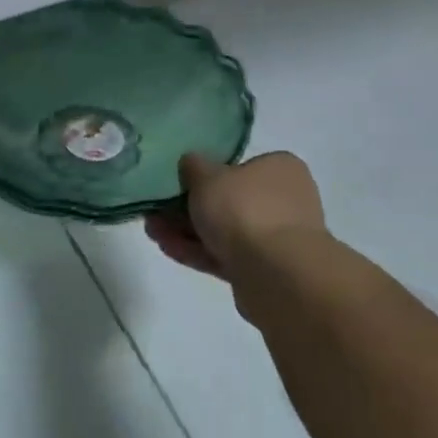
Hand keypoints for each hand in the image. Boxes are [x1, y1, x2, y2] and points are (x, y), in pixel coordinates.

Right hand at [145, 151, 327, 283]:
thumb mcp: (207, 176)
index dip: (207, 174)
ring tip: (153, 232)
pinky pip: (225, 255)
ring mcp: (276, 238)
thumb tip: (191, 163)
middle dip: (189, 208)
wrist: (276, 273)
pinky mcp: (265, 270)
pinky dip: (198, 251)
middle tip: (157, 211)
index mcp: (279, 168)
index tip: (178, 183)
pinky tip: (167, 249)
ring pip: (224, 230)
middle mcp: (284, 200)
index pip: (241, 166)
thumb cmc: (244, 209)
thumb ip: (194, 166)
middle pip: (229, 201)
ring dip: (187, 231)